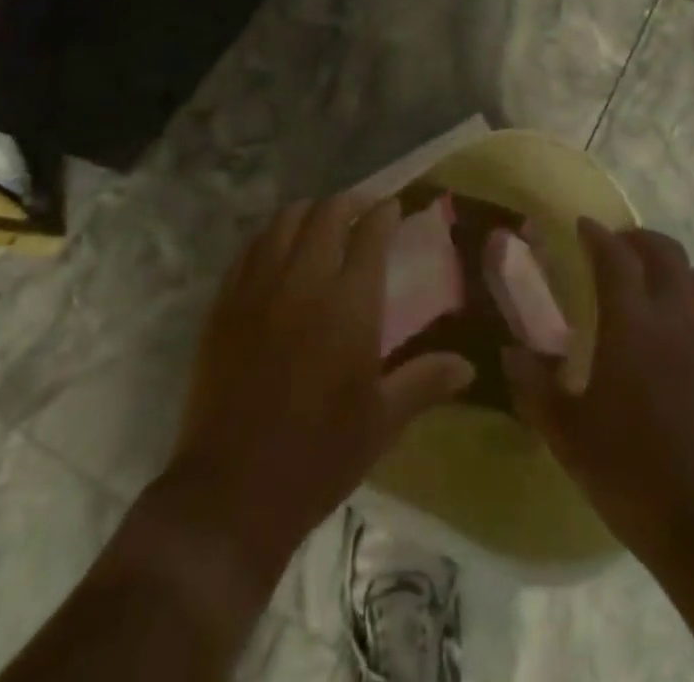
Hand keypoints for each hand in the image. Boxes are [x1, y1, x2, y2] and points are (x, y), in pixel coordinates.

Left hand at [165, 193, 475, 573]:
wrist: (233, 491)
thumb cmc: (320, 456)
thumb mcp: (383, 421)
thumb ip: (426, 381)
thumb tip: (468, 365)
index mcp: (349, 304)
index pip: (369, 233)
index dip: (384, 213)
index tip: (393, 208)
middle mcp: (303, 281)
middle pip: (325, 214)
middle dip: (348, 203)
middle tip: (361, 211)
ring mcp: (258, 288)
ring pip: (284, 221)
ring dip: (308, 213)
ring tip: (321, 224)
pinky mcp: (225, 303)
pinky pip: (249, 249)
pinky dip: (270, 237)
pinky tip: (278, 250)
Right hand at [504, 218, 693, 566]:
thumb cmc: (637, 480)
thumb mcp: (569, 438)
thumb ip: (535, 388)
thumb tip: (511, 353)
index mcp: (633, 324)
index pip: (614, 257)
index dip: (597, 235)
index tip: (584, 227)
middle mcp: (682, 319)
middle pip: (667, 254)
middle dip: (640, 241)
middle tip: (622, 250)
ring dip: (681, 274)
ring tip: (665, 291)